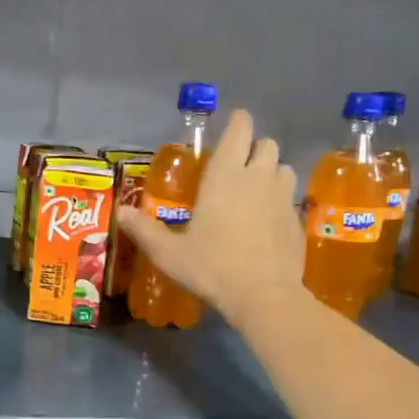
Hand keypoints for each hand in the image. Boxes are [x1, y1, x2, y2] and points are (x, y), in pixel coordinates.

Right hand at [116, 109, 305, 322]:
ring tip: (254, 192)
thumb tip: (121, 212)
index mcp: (225, 175)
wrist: (264, 296)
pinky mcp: (297, 220)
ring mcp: (282, 198)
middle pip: (266, 144)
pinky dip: (279, 202)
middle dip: (253, 148)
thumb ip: (145, 230)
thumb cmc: (212, 267)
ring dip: (270, 172)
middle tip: (237, 166)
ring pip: (283, 168)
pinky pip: (290, 199)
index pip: (240, 129)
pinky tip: (267, 223)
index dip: (237, 122)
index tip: (230, 126)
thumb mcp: (169, 253)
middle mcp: (258, 177)